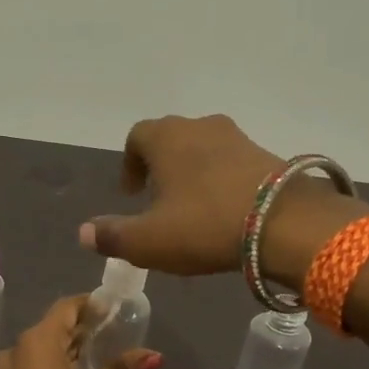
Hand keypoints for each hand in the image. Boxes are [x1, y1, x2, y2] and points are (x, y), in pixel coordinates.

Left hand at [0, 295, 162, 368]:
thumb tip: (151, 355)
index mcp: (36, 344)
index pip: (66, 308)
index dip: (92, 306)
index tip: (115, 309)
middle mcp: (14, 354)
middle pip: (52, 330)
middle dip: (83, 331)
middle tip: (115, 334)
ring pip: (42, 354)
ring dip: (70, 353)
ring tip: (103, 358)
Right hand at [78, 114, 367, 281]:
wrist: (285, 223)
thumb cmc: (204, 225)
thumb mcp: (148, 240)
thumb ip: (113, 235)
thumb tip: (84, 232)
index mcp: (166, 138)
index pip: (137, 136)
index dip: (130, 163)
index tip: (131, 192)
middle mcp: (200, 127)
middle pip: (171, 138)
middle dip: (161, 165)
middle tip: (158, 198)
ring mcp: (238, 138)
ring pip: (204, 148)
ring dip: (193, 171)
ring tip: (192, 206)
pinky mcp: (268, 156)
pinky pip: (233, 162)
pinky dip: (222, 179)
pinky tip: (225, 210)